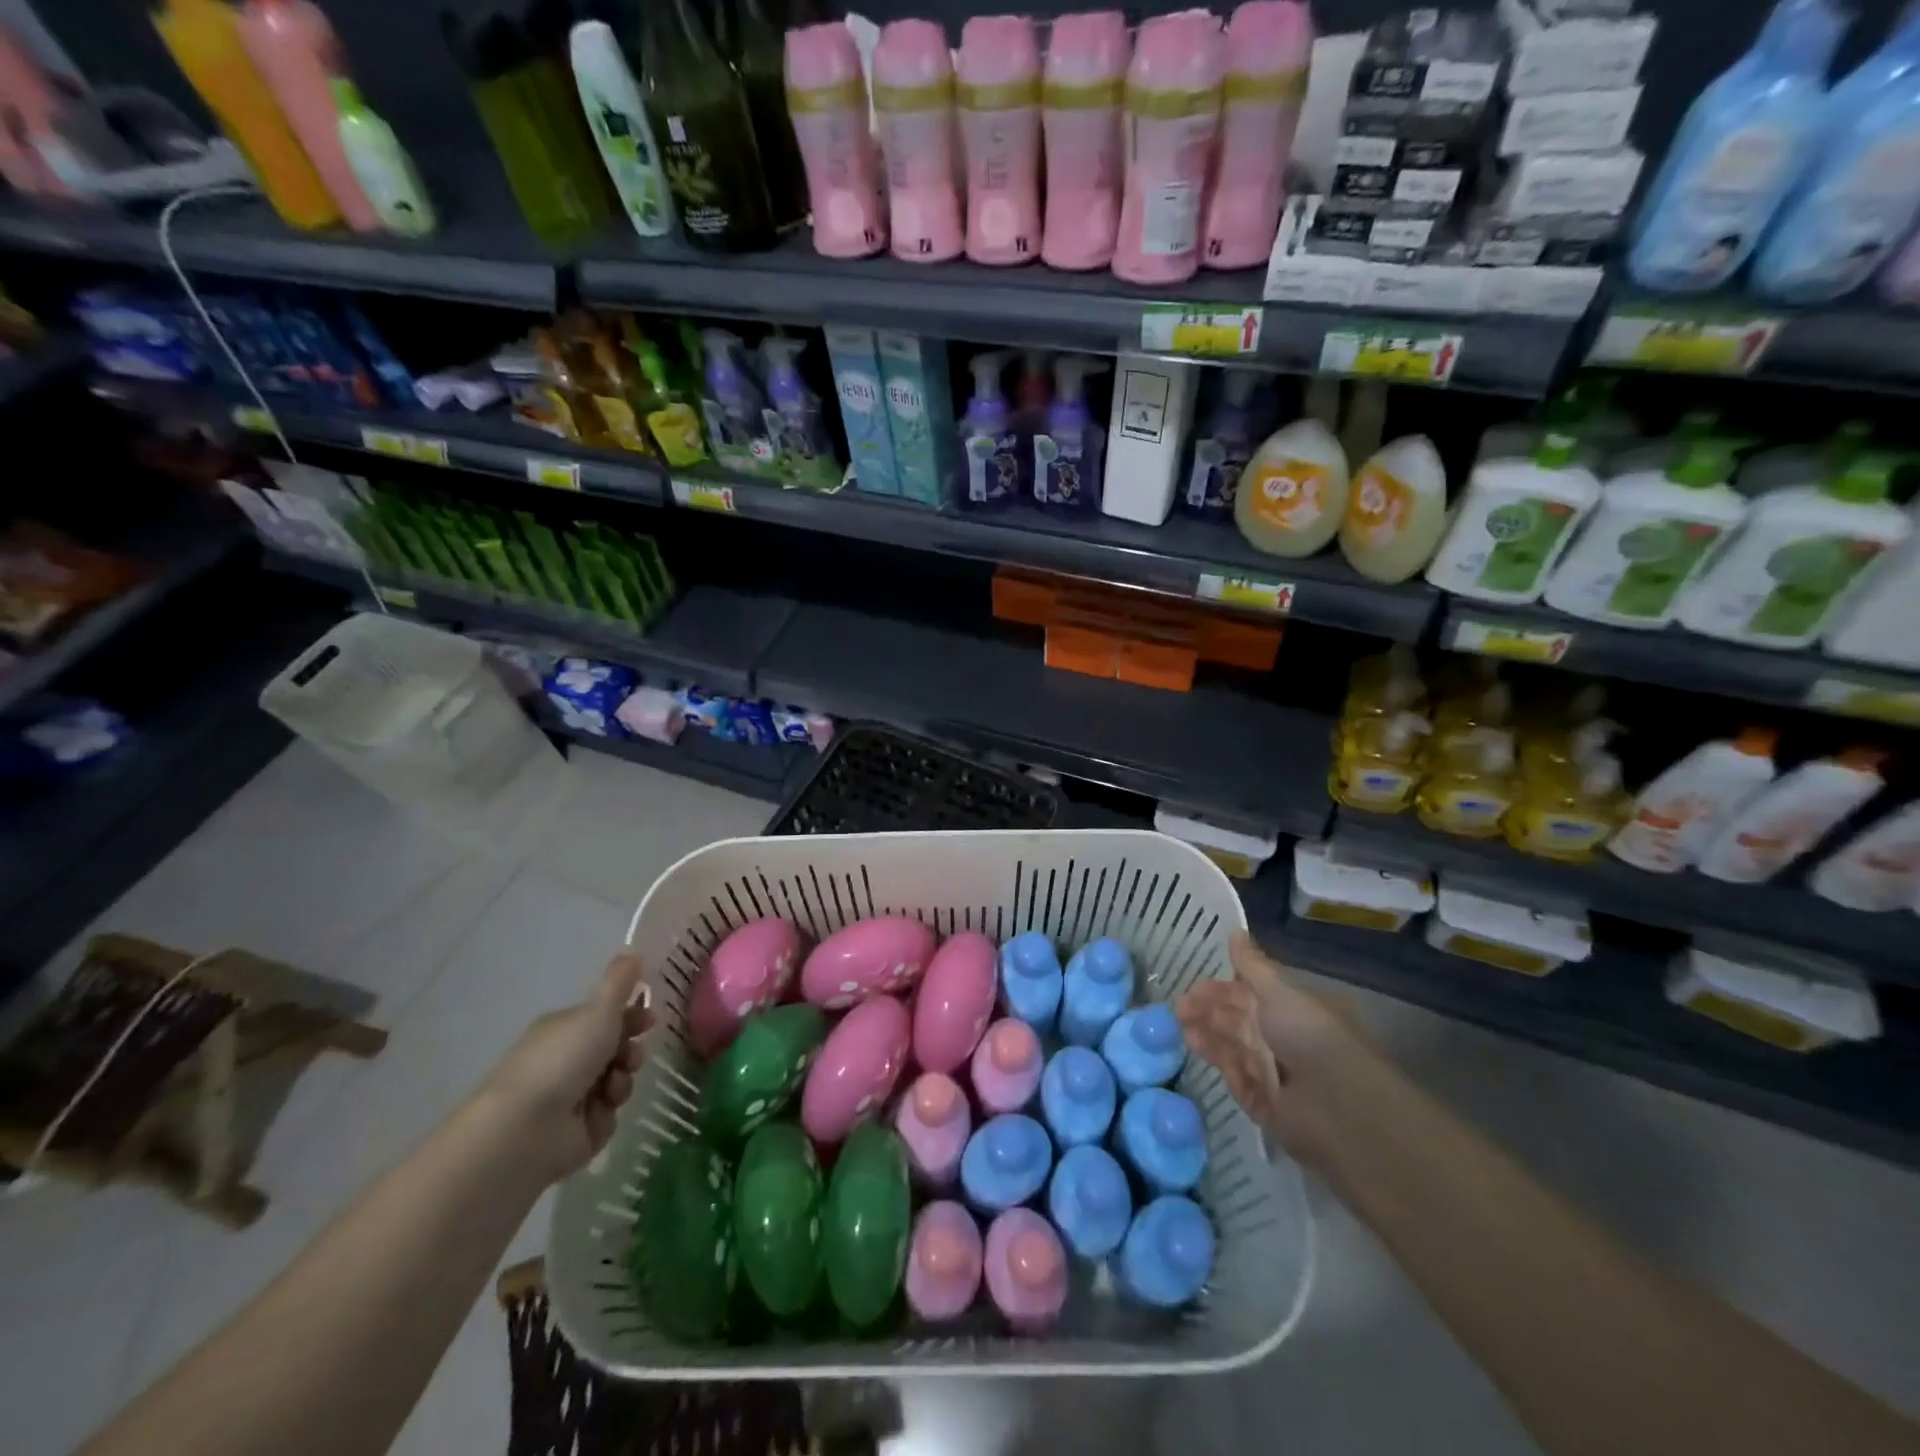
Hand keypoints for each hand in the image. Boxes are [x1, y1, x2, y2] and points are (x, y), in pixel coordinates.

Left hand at [481, 952, 653, 1183]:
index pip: (606, 1017)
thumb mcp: (598, 1011)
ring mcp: (571, 1097)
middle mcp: (566, 1060)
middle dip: (631, 1050)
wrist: (527, 1128)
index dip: (631, 1016)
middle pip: (615, 1049)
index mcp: (564, 1029)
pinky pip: (609, 1113)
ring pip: (617, 1080)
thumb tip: (632, 951)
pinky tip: (600, 1109)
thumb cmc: (563, 1059)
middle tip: (632, 1055)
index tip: (650, 1019)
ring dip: (623, 1079)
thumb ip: (620, 982)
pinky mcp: (578, 1131)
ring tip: (613, 1086)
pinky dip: (609, 1110)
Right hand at [1175, 931, 1368, 1174]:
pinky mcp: (1265, 1104)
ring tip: (1181, 1026)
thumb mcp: (1279, 991)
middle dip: (1209, 1012)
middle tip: (1179, 1007)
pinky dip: (1219, 1062)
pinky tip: (1196, 1049)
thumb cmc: (1309, 1035)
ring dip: (1208, 1034)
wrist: (1336, 1105)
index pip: (1252, 995)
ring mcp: (1275, 1073)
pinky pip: (1237, 1079)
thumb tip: (1236, 932)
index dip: (1222, 990)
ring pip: (1234, 1048)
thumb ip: (1253, 966)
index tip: (1194, 986)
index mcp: (1293, 1011)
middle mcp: (1285, 1040)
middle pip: (1239, 1022)